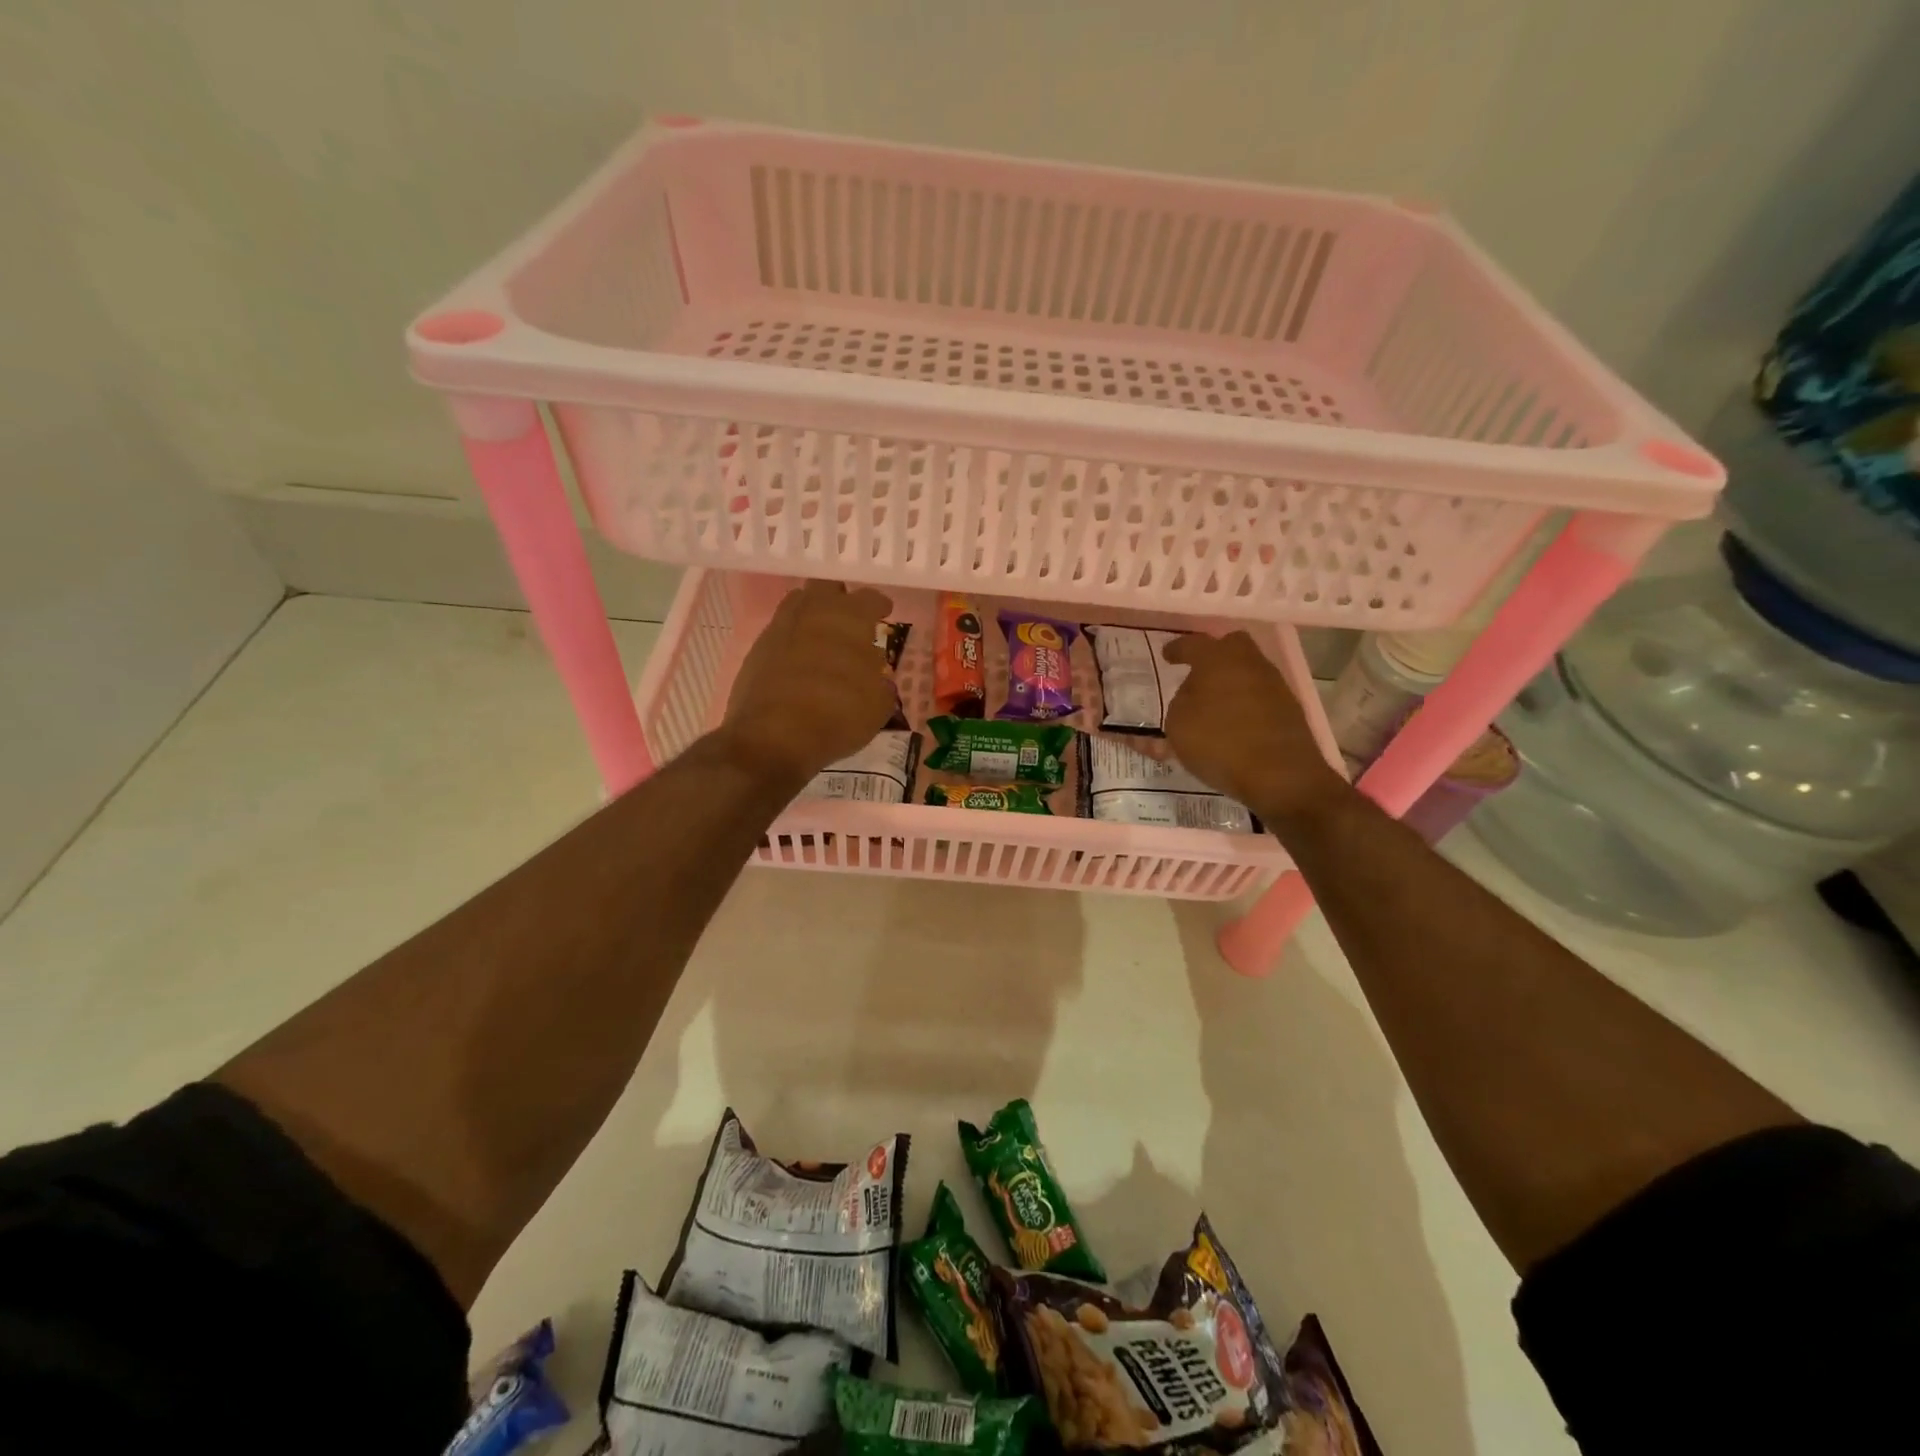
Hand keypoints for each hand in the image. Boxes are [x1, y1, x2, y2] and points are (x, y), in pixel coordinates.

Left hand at [718, 579, 898, 787]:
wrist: (774, 736)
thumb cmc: (838, 715)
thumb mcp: (877, 706)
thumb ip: (879, 683)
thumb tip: (873, 675)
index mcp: (849, 618)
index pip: (869, 598)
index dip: (879, 605)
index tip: (884, 612)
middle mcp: (812, 613)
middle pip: (826, 588)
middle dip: (840, 599)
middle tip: (849, 619)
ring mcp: (779, 628)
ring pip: (797, 605)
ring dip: (812, 616)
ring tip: (823, 639)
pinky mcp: (756, 650)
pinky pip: (779, 634)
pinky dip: (792, 643)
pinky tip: (799, 664)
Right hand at [1162, 631, 1348, 823]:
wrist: (1281, 776)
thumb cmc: (1220, 744)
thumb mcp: (1178, 726)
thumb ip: (1180, 703)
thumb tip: (1192, 695)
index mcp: (1218, 659)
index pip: (1193, 644)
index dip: (1177, 648)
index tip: (1168, 654)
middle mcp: (1249, 664)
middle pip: (1232, 645)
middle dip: (1214, 654)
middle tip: (1197, 672)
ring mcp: (1274, 685)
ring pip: (1248, 670)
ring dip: (1230, 681)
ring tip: (1212, 705)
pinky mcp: (1289, 709)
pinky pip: (1259, 695)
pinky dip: (1244, 703)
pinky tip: (1232, 723)